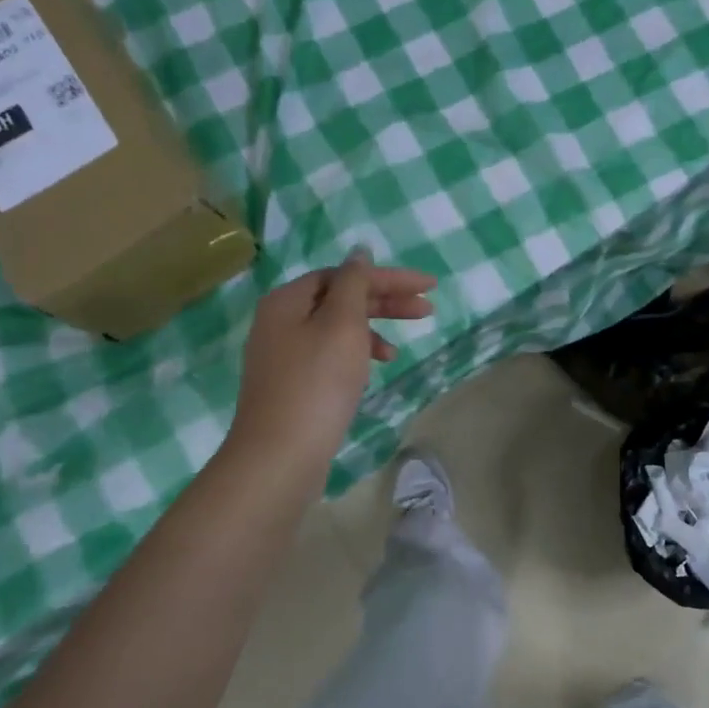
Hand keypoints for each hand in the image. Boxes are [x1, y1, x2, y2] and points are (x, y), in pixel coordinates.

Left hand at [229, 254, 436, 479]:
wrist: (280, 455)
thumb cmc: (317, 382)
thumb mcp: (342, 324)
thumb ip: (354, 283)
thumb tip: (359, 252)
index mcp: (288, 300)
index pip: (345, 274)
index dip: (388, 277)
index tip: (428, 287)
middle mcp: (280, 321)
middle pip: (340, 299)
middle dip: (385, 302)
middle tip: (427, 310)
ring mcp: (283, 355)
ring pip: (336, 329)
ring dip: (372, 331)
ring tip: (398, 350)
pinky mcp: (292, 384)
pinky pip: (330, 355)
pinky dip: (355, 356)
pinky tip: (372, 371)